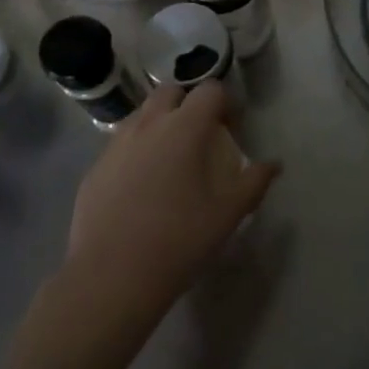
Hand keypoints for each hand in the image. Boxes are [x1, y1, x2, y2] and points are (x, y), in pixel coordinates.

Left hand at [64, 82, 280, 321]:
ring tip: (169, 160)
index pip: (210, 90)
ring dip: (159, 124)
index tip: (231, 130)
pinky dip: (135, 151)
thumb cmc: (179, 240)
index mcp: (184, 128)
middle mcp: (148, 125)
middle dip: (188, 104)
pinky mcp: (95, 168)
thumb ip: (254, 182)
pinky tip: (140, 188)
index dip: (225, 103)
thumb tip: (273, 165)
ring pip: (141, 115)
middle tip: (199, 138)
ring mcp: (116, 145)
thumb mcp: (228, 214)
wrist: (110, 277)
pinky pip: (120, 145)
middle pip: (170, 92)